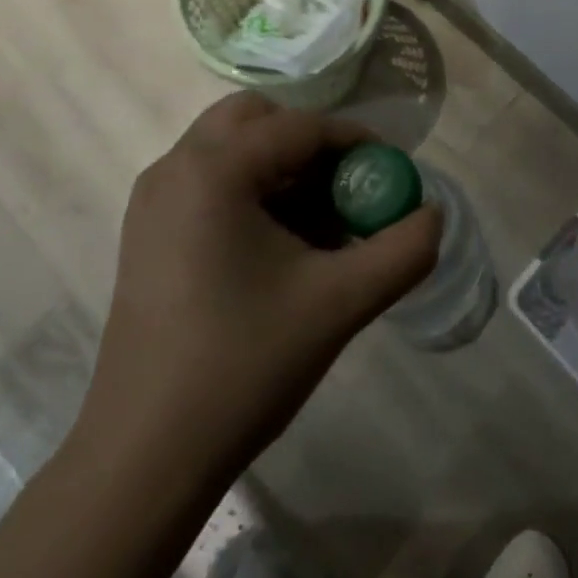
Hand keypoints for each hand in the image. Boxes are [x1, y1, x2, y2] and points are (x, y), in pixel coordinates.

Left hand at [76, 94, 442, 471]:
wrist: (145, 458)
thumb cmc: (243, 365)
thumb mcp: (341, 303)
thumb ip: (403, 250)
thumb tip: (432, 215)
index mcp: (214, 170)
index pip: (301, 126)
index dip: (356, 142)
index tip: (392, 174)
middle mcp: (175, 169)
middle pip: (257, 119)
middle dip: (310, 143)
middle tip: (345, 190)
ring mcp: (153, 202)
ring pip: (232, 150)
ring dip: (282, 168)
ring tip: (321, 226)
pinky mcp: (148, 234)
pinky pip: (211, 183)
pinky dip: (254, 192)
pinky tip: (281, 250)